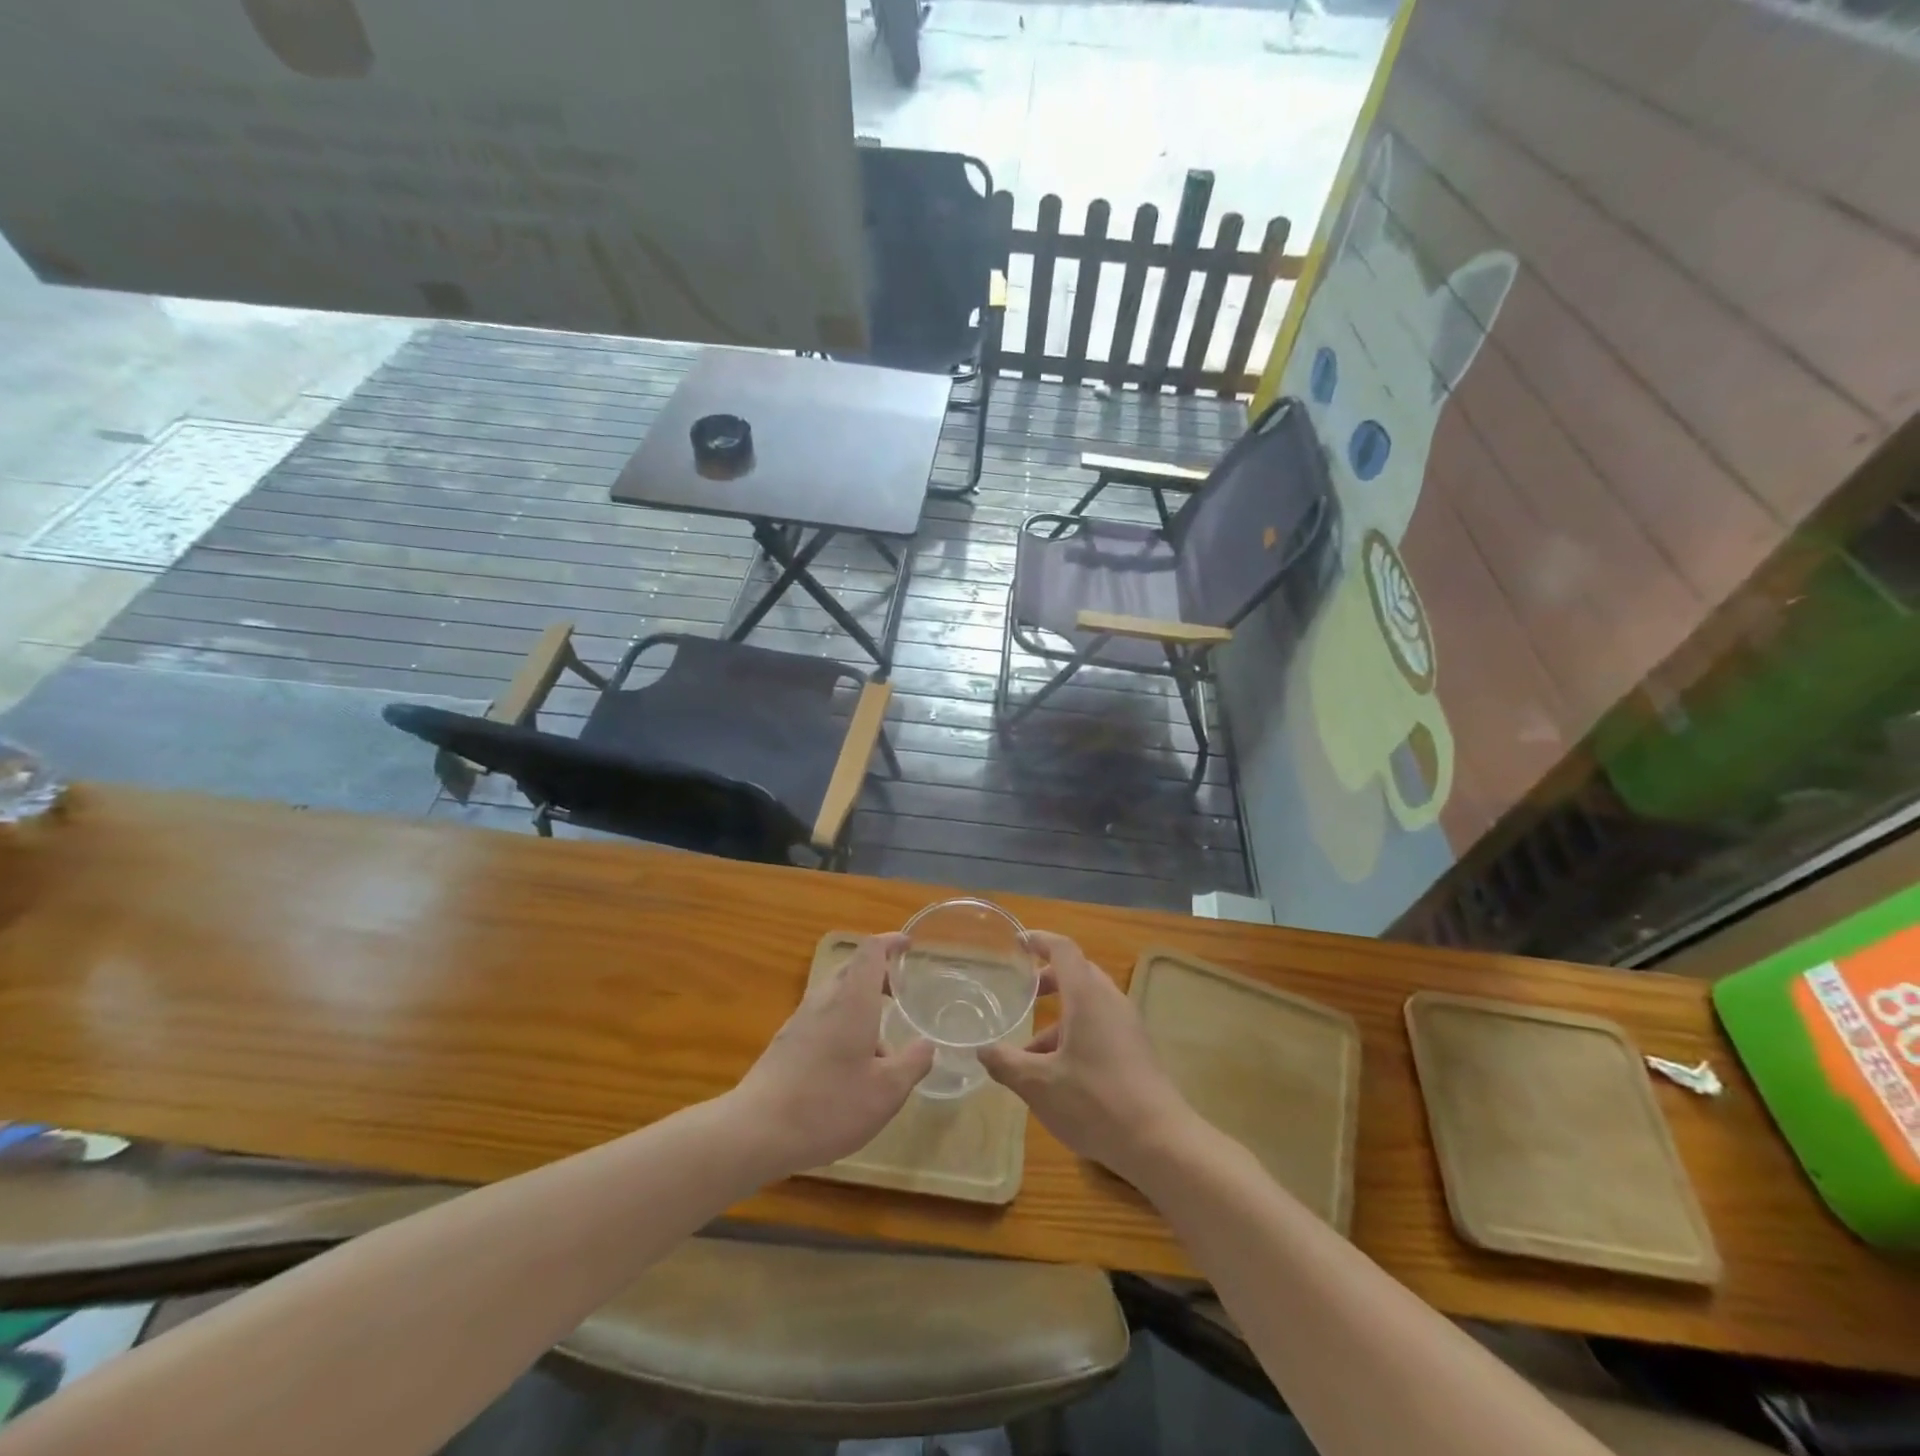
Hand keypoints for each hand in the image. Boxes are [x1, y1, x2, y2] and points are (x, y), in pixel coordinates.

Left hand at [730, 933, 933, 1176]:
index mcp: (852, 999)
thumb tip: (926, 1044)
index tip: (908, 946)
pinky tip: (851, 1066)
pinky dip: (843, 1023)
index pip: (870, 951)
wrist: (755, 1131)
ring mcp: (800, 1020)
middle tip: (900, 992)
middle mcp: (825, 1000)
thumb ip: (912, 1063)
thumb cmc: (828, 1105)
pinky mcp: (786, 1042)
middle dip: (878, 973)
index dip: (890, 942)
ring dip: (860, 1003)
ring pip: (836, 994)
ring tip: (881, 1043)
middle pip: (852, 968)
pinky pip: (822, 1017)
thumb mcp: (886, 1092)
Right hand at [978, 931, 1195, 1183]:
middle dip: (1049, 979)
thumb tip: (981, 1050)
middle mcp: (1110, 1001)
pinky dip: (1076, 1033)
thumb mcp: (1038, 1085)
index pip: (1063, 949)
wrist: (1160, 1142)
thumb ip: (1006, 1063)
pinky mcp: (1136, 1050)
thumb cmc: (1094, 1102)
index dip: (1040, 940)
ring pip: (1089, 1004)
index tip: (1018, 942)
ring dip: (1060, 1016)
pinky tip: (1058, 1073)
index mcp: (1087, 996)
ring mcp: (1128, 1026)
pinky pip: (1101, 1025)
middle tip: (1023, 992)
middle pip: (1078, 974)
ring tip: (1029, 1050)